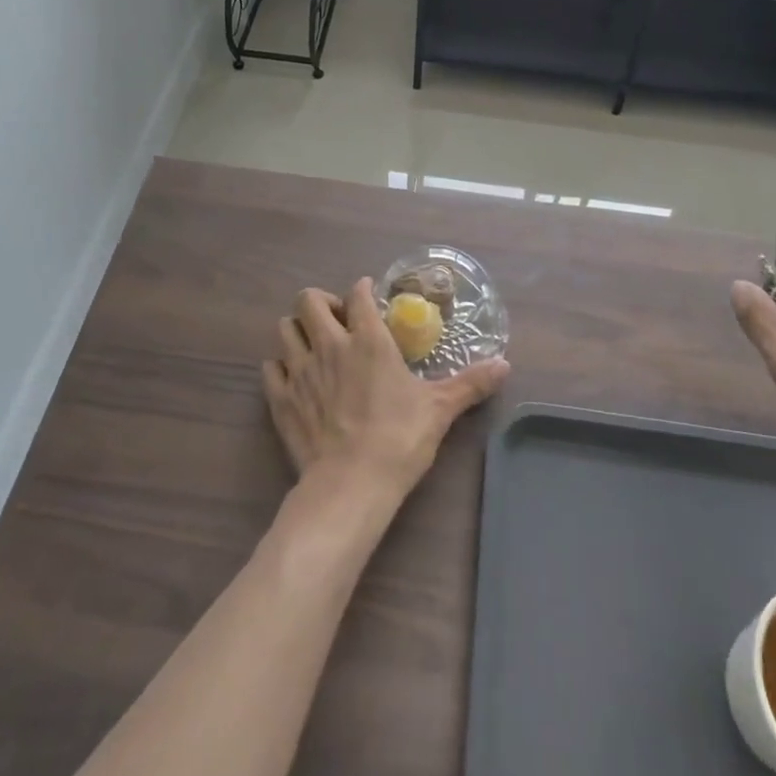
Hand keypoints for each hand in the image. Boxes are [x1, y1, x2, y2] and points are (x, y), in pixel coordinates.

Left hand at [263, 278, 508, 506]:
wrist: (351, 485)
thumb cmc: (399, 439)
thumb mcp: (440, 408)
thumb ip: (470, 383)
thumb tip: (505, 364)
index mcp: (368, 340)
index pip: (357, 294)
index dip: (362, 289)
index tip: (367, 296)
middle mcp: (329, 345)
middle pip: (308, 300)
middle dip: (321, 302)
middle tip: (337, 321)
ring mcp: (300, 371)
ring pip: (284, 328)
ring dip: (297, 330)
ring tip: (313, 344)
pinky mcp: (281, 399)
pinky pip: (270, 368)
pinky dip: (279, 367)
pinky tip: (294, 378)